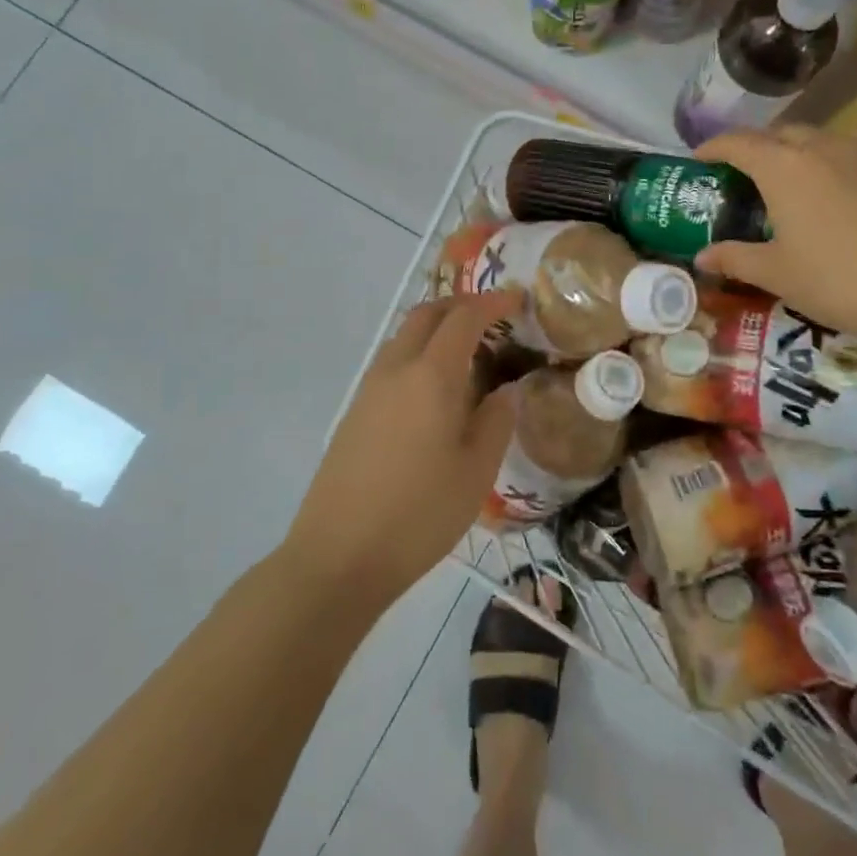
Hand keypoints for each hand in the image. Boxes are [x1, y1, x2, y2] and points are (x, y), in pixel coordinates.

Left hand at [285, 290, 522, 609]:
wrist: (338, 555)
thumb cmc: (419, 514)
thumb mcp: (476, 472)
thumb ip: (497, 421)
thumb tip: (507, 390)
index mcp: (431, 376)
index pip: (464, 317)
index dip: (493, 302)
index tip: (517, 300)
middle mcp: (396, 369)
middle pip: (427, 314)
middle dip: (461, 305)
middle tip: (493, 317)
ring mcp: (369, 388)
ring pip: (405, 336)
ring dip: (436, 328)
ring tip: (467, 353)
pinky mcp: (354, 411)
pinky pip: (391, 362)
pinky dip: (418, 353)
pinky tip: (434, 390)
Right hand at [692, 126, 856, 346]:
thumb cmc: (836, 280)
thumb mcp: (776, 274)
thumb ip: (735, 258)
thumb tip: (701, 257)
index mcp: (783, 168)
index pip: (738, 143)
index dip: (715, 147)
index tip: (701, 157)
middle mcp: (824, 146)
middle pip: (783, 134)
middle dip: (761, 148)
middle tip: (751, 175)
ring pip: (828, 136)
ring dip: (807, 148)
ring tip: (804, 173)